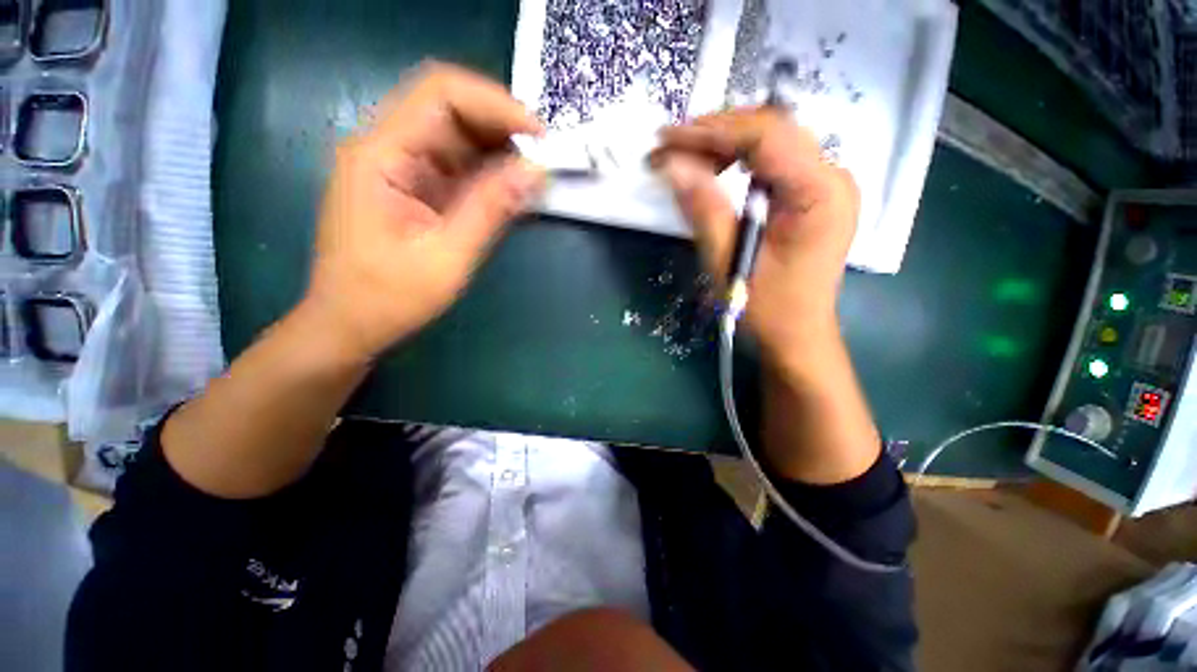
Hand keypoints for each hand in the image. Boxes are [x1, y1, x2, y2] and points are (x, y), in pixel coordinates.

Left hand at [302, 62, 545, 361]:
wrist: (347, 326)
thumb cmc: (388, 298)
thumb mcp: (447, 257)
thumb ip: (490, 209)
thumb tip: (536, 172)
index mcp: (381, 155)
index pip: (441, 94)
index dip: (496, 104)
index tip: (540, 136)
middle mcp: (386, 148)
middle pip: (449, 108)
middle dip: (501, 126)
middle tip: (543, 157)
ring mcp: (398, 167)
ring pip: (456, 136)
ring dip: (498, 150)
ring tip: (533, 174)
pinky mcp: (412, 188)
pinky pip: (455, 165)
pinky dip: (487, 173)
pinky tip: (510, 189)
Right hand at [653, 108, 859, 368]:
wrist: (797, 337)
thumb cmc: (766, 309)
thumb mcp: (729, 262)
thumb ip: (703, 210)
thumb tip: (672, 165)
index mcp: (819, 192)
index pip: (765, 136)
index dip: (711, 131)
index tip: (666, 138)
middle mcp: (832, 177)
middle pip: (771, 130)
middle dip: (715, 133)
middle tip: (670, 147)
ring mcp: (826, 185)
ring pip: (772, 141)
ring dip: (725, 145)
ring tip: (686, 160)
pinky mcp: (813, 196)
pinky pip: (774, 162)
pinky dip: (740, 161)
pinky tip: (715, 171)